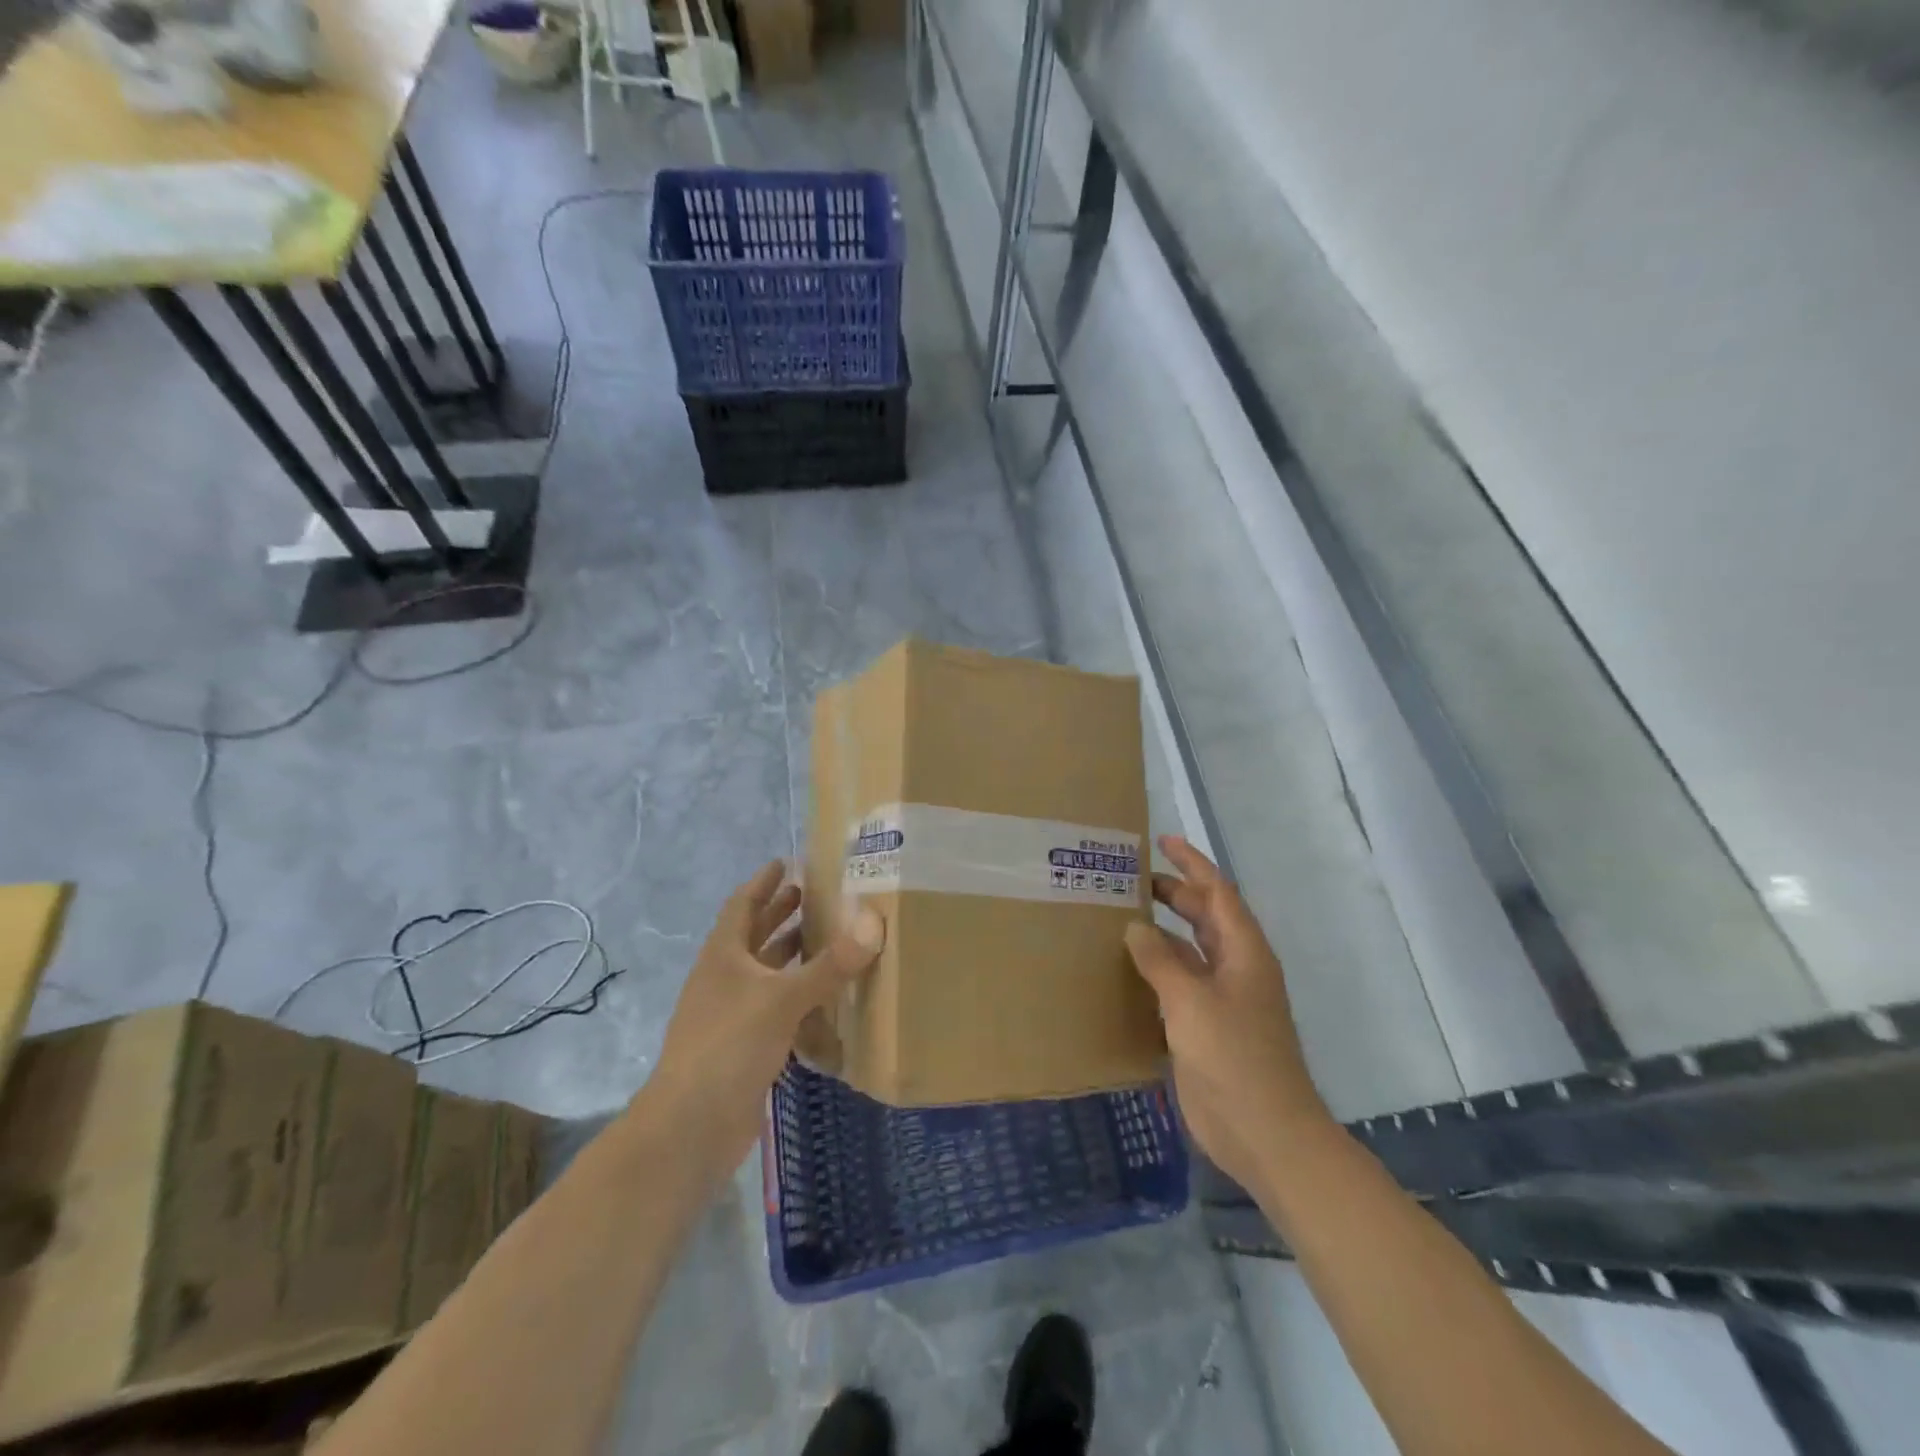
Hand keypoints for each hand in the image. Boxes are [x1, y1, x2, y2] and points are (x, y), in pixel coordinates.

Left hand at [643, 862, 884, 1185]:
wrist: (691, 1125)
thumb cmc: (730, 1044)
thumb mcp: (783, 999)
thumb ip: (830, 965)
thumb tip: (873, 923)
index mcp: (724, 956)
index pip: (742, 905)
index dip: (762, 883)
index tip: (784, 863)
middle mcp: (725, 979)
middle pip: (752, 936)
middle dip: (779, 914)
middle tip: (811, 895)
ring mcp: (731, 1014)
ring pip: (764, 974)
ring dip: (789, 955)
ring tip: (824, 938)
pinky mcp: (743, 1047)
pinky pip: (774, 1009)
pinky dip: (796, 996)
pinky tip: (824, 998)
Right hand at [1125, 835, 1331, 1193]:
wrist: (1264, 1132)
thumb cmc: (1234, 1057)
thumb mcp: (1191, 1001)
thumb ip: (1160, 960)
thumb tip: (1135, 926)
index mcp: (1244, 952)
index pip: (1218, 892)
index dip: (1192, 864)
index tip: (1162, 842)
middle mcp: (1235, 968)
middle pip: (1204, 917)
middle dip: (1173, 894)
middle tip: (1129, 881)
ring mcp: (1222, 999)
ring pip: (1189, 951)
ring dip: (1161, 932)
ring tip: (1120, 916)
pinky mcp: (1205, 1027)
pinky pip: (1178, 984)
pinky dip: (1156, 969)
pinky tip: (1126, 968)